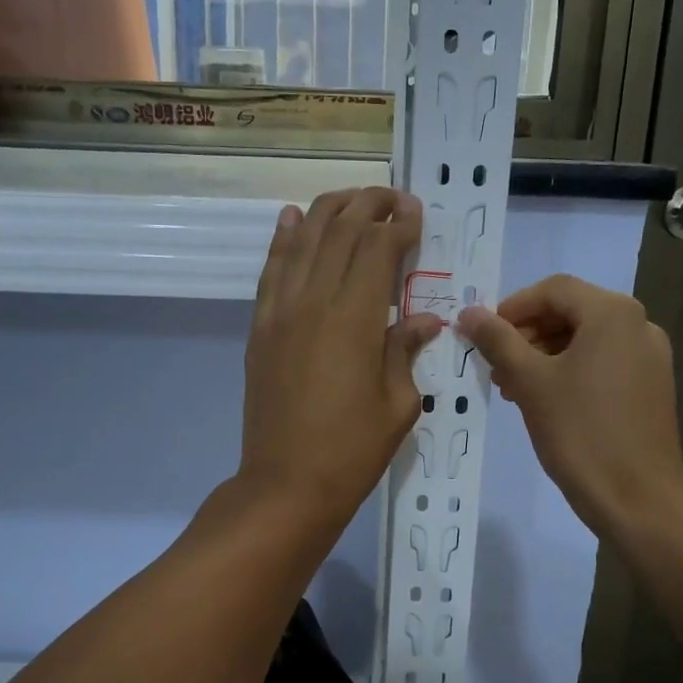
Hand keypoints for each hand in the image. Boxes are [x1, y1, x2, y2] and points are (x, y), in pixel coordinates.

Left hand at [237, 188, 442, 530]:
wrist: (286, 485)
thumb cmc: (352, 450)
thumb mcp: (398, 404)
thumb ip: (405, 350)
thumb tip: (422, 320)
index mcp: (355, 319)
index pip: (377, 249)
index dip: (399, 225)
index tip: (417, 214)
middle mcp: (313, 302)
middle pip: (339, 232)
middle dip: (369, 206)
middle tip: (393, 198)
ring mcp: (280, 312)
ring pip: (302, 240)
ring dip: (329, 211)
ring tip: (353, 199)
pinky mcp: (260, 328)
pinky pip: (271, 271)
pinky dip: (282, 239)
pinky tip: (291, 218)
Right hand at [457, 274, 682, 539]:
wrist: (638, 499)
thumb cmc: (580, 432)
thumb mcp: (530, 382)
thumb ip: (498, 340)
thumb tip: (468, 312)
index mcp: (612, 313)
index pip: (553, 290)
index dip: (512, 308)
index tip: (484, 337)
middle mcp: (638, 324)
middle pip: (571, 312)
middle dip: (527, 335)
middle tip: (496, 367)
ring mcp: (650, 357)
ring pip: (586, 340)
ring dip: (545, 355)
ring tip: (514, 389)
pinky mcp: (652, 386)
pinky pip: (604, 362)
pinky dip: (570, 371)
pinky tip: (546, 402)